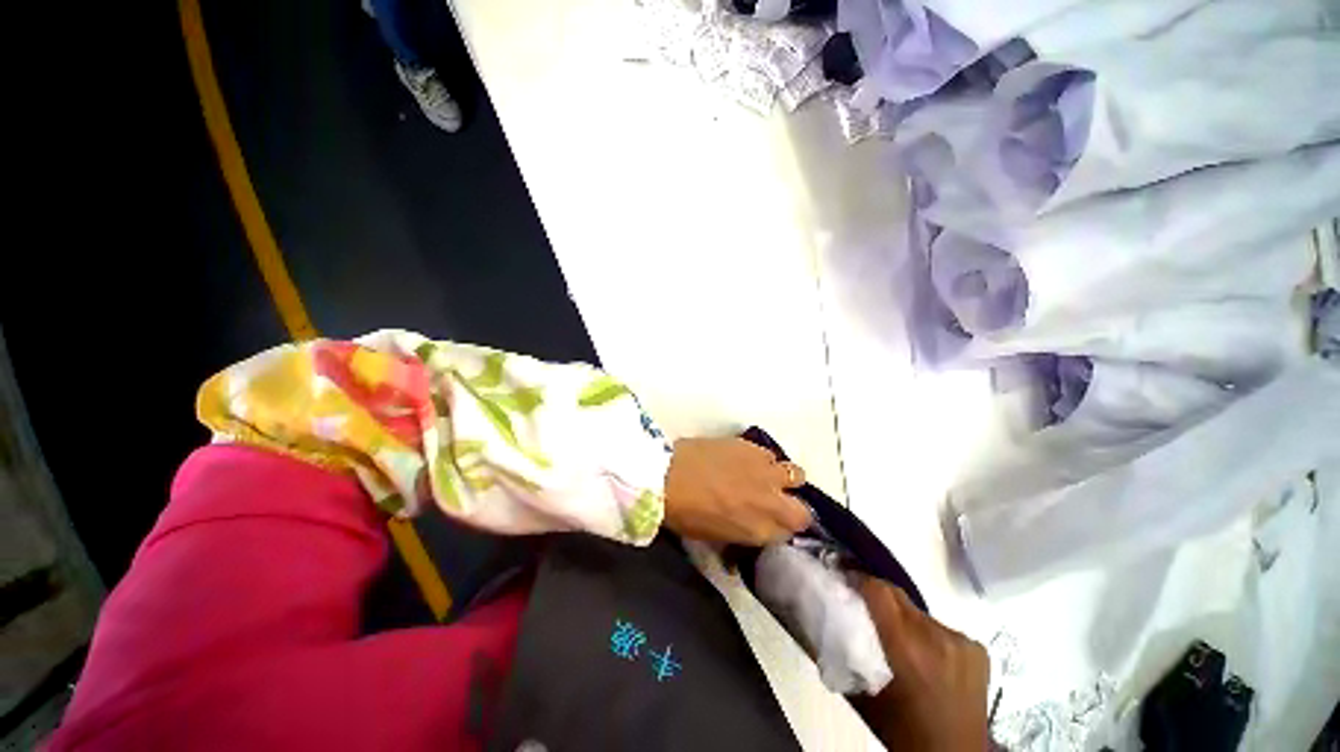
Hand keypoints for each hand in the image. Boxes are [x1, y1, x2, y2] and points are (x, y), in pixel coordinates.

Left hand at [662, 437, 810, 544]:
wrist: (668, 474)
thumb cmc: (685, 513)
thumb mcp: (716, 536)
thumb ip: (744, 533)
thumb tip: (753, 529)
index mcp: (760, 531)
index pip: (789, 535)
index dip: (780, 529)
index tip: (769, 523)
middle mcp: (771, 502)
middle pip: (802, 510)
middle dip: (791, 508)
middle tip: (772, 502)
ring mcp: (765, 471)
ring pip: (795, 475)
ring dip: (781, 479)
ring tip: (762, 477)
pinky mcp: (753, 447)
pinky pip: (771, 455)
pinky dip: (763, 460)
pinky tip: (745, 460)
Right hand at [853, 579, 989, 751]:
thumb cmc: (901, 730)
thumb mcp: (864, 693)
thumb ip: (846, 651)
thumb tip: (829, 617)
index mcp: (906, 646)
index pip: (879, 591)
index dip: (859, 580)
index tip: (845, 581)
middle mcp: (936, 636)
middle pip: (899, 597)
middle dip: (879, 598)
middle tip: (865, 608)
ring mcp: (961, 641)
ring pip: (919, 613)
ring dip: (905, 620)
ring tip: (899, 641)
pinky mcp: (977, 649)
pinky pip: (941, 628)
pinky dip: (929, 636)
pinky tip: (928, 658)